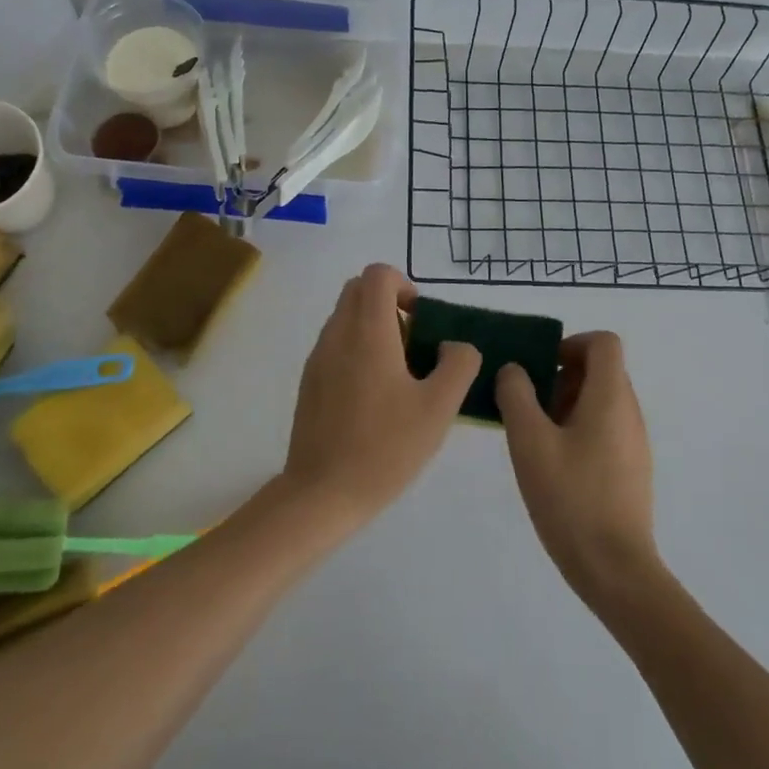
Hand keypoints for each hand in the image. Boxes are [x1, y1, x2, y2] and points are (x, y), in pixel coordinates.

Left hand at [281, 264, 480, 528]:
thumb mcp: (438, 408)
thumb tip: (453, 346)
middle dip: (389, 304)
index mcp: (367, 331)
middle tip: (414, 344)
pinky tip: (376, 397)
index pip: (377, 274)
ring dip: (374, 328)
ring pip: (346, 317)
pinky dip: (358, 350)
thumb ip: (458, 365)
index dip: (404, 286)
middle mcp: (337, 334)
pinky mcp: (310, 381)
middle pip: (358, 290)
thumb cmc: (385, 447)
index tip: (422, 321)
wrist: (322, 493)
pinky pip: (336, 344)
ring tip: (399, 376)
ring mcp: (318, 357)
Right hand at [497, 332, 659, 606]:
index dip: (571, 343)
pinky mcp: (632, 470)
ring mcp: (635, 443)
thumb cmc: (571, 498)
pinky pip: (606, 429)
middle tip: (530, 406)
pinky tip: (555, 466)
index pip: (604, 343)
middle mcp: (630, 412)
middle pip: (601, 370)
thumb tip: (514, 371)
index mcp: (611, 397)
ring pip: (602, 401)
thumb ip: (516, 395)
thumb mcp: (529, 441)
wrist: (615, 570)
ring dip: (568, 404)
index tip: (541, 367)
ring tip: (537, 438)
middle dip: (563, 376)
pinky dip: (580, 430)